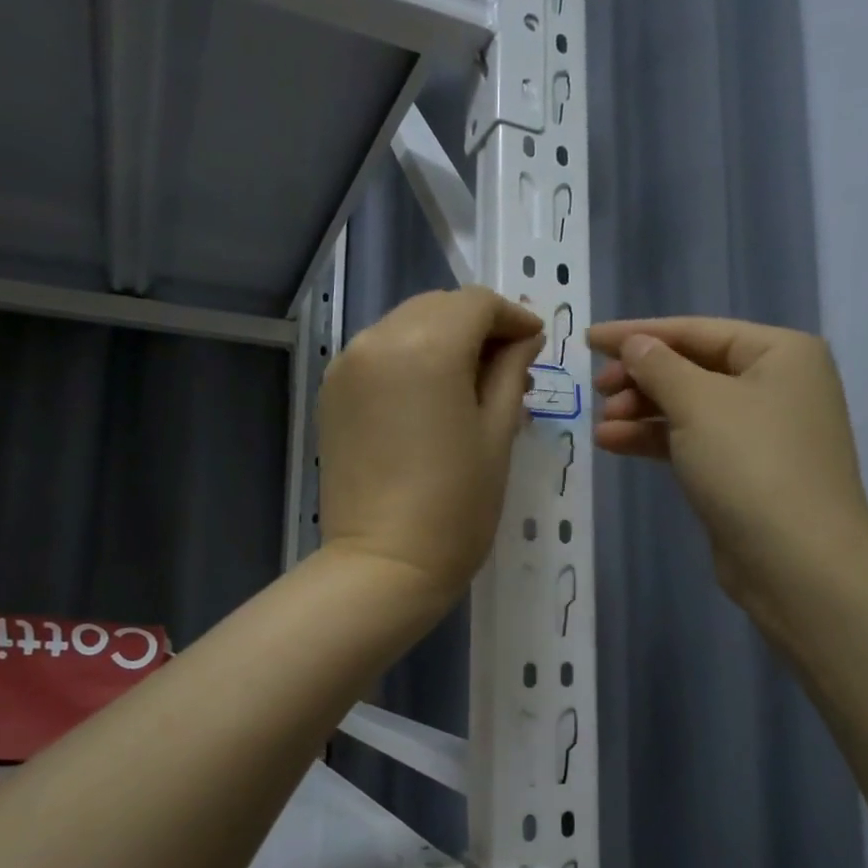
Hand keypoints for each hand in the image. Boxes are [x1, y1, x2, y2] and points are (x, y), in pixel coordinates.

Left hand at [318, 288, 543, 603]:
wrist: (384, 563)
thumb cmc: (457, 504)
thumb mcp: (498, 433)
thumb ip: (511, 372)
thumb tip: (523, 339)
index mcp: (427, 346)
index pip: (476, 303)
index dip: (512, 317)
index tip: (534, 344)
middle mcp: (379, 340)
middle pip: (437, 307)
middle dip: (477, 325)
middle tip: (507, 365)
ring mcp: (347, 365)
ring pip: (405, 326)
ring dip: (442, 340)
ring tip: (470, 384)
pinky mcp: (332, 392)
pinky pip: (378, 353)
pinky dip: (409, 358)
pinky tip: (429, 397)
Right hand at [588, 317, 867, 622]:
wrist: (797, 563)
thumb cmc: (751, 465)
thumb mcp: (698, 404)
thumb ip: (659, 366)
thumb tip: (635, 344)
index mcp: (780, 353)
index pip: (696, 330)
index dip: (638, 334)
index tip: (588, 340)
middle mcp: (777, 384)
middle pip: (693, 367)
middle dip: (641, 378)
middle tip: (598, 391)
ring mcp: (762, 431)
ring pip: (689, 407)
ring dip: (642, 412)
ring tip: (602, 425)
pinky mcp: (745, 471)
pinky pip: (692, 441)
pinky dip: (655, 440)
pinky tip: (614, 444)